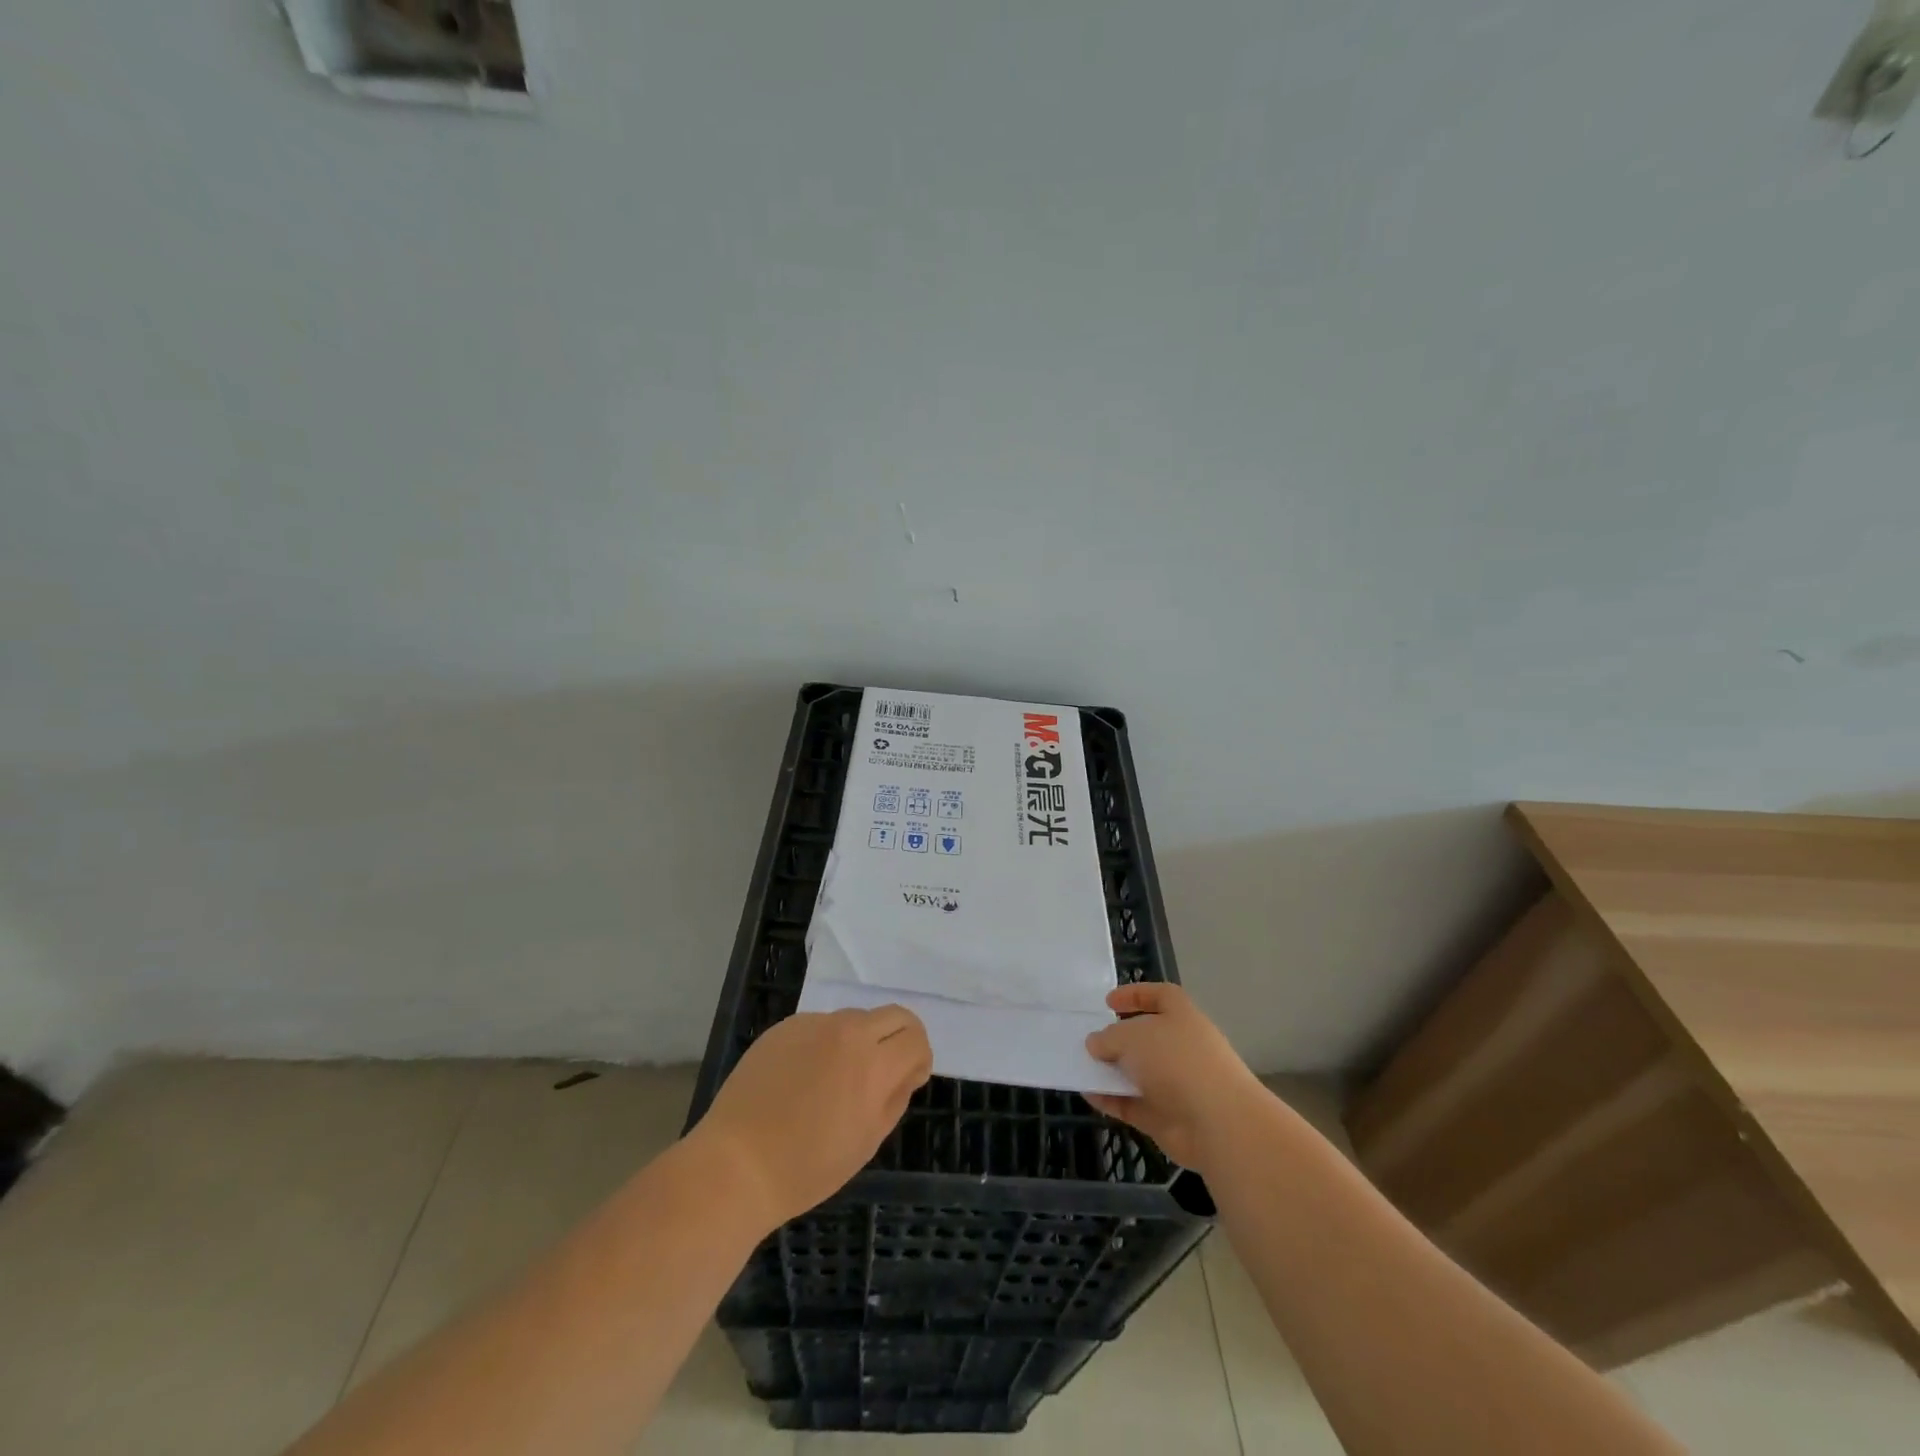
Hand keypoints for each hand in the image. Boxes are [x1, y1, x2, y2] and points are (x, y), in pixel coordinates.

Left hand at [692, 1006, 933, 1230]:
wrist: (736, 1163)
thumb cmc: (807, 1167)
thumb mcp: (867, 1141)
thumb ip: (896, 1097)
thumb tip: (907, 1070)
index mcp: (872, 1063)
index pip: (916, 1037)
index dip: (920, 1058)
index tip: (909, 1080)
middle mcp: (846, 1031)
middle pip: (893, 1015)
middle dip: (900, 1039)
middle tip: (885, 1072)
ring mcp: (812, 1024)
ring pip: (855, 1019)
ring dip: (860, 1041)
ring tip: (835, 1081)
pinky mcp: (784, 1027)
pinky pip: (819, 1026)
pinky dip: (825, 1044)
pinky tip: (802, 1079)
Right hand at [1084, 982, 1266, 1172]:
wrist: (1217, 1123)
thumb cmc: (1175, 1061)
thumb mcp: (1132, 1037)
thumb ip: (1109, 1037)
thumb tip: (1096, 1043)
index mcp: (1182, 1017)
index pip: (1161, 996)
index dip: (1136, 995)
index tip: (1108, 1002)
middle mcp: (1182, 1048)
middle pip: (1147, 1037)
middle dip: (1119, 1039)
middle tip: (1090, 1040)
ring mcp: (1176, 1085)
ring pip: (1138, 1073)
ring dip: (1112, 1071)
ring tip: (1081, 1067)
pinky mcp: (1168, 1118)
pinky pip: (1133, 1104)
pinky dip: (1111, 1100)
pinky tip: (1088, 1095)